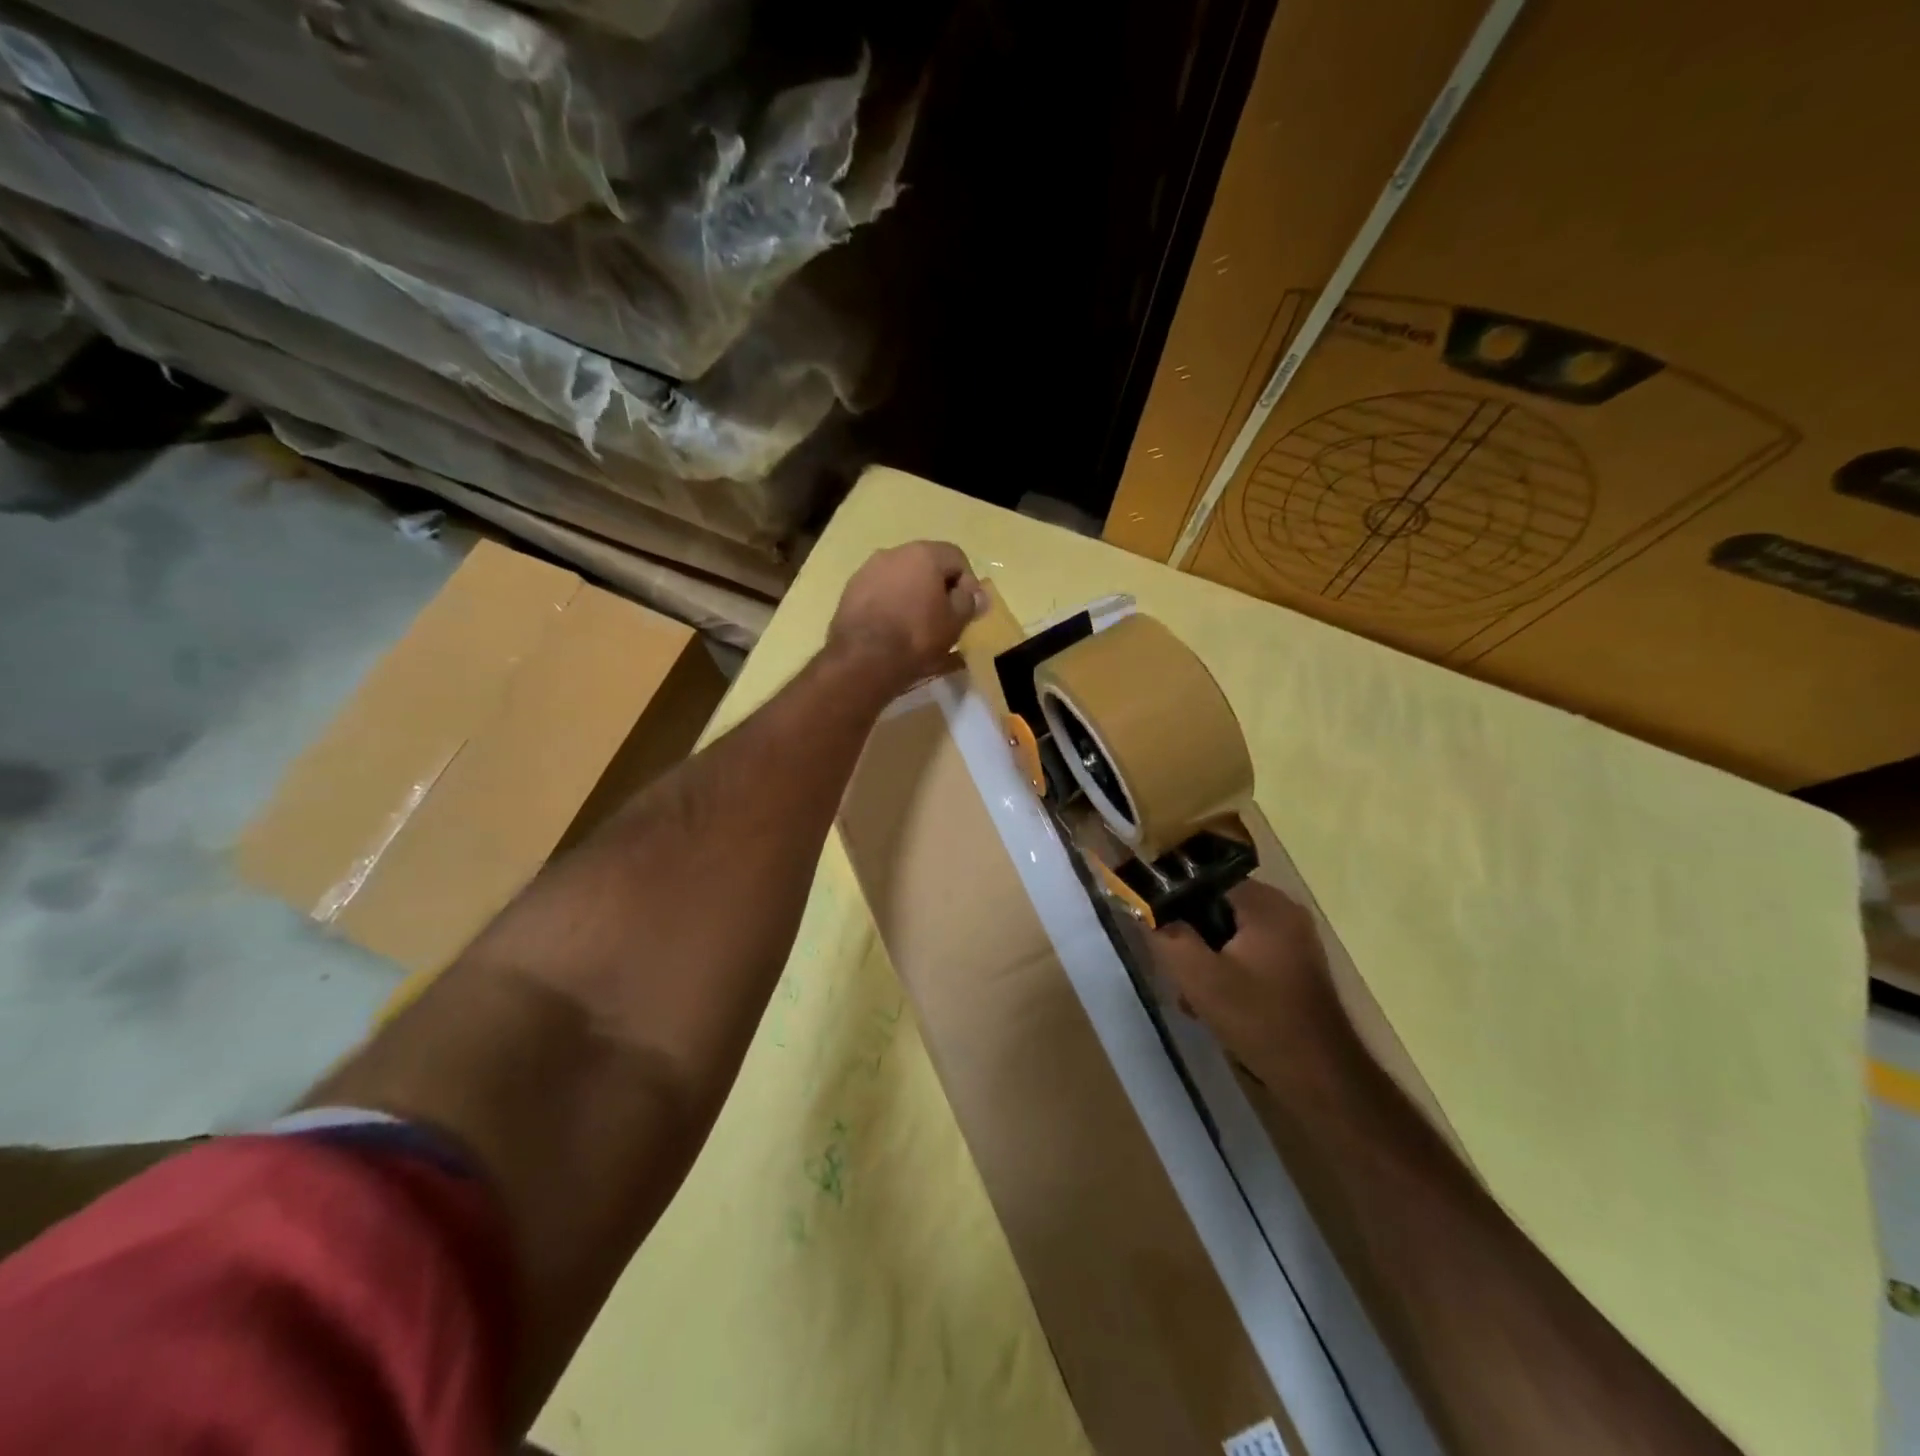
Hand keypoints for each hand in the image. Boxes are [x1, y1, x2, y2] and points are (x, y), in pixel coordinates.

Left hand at [828, 541, 986, 693]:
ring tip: (917, 626)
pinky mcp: (850, 591)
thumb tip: (976, 593)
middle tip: (944, 617)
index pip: (956, 557)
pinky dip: (891, 606)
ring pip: (900, 579)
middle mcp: (893, 553)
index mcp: (923, 554)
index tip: (967, 609)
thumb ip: (969, 602)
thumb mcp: (955, 622)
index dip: (967, 582)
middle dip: (938, 588)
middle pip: (926, 565)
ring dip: (913, 596)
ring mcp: (867, 570)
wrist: (863, 658)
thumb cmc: (917, 636)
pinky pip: (880, 593)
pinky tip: (893, 630)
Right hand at [1152, 880, 1348, 1081]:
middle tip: (1173, 971)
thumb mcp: (1200, 977)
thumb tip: (1143, 906)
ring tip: (1192, 998)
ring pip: (1229, 934)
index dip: (1173, 901)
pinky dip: (1227, 972)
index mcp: (1266, 904)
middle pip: (1216, 907)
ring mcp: (1293, 939)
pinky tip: (1213, 1006)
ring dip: (1205, 960)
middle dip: (1190, 938)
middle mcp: (1284, 911)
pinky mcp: (1295, 966)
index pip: (1204, 880)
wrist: (1321, 1079)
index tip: (1156, 930)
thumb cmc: (1260, 1020)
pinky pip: (1248, 953)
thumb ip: (1166, 936)